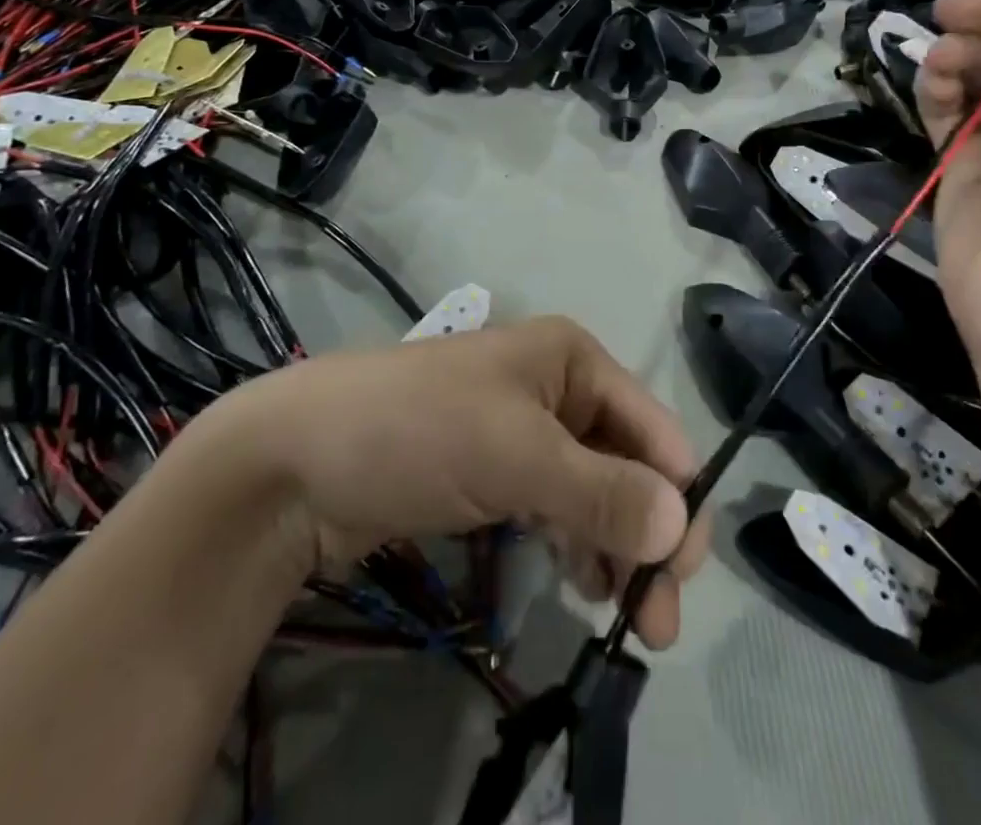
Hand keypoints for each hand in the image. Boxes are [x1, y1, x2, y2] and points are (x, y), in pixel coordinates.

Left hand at [215, 318, 708, 648]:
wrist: (298, 459)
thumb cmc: (421, 431)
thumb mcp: (517, 456)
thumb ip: (602, 491)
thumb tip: (679, 525)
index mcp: (573, 359)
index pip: (651, 427)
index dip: (675, 494)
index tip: (681, 576)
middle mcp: (557, 388)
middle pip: (627, 460)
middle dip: (647, 530)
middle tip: (657, 621)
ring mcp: (523, 430)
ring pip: (594, 488)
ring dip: (614, 545)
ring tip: (622, 614)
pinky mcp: (493, 471)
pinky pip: (556, 505)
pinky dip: (575, 542)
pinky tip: (581, 580)